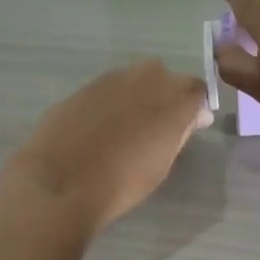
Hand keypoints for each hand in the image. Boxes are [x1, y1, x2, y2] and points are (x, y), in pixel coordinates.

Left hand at [2, 59, 212, 232]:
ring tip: (127, 126)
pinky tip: (99, 127)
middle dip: (167, 94)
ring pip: (135, 78)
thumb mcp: (162, 163)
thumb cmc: (121, 183)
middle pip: (166, 77)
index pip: (197, 90)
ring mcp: (111, 80)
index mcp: (172, 101)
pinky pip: (107, 89)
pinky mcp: (83, 87)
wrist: (61, 182)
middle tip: (157, 125)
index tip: (190, 125)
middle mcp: (145, 80)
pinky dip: (110, 102)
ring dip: (138, 95)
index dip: (195, 106)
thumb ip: (181, 132)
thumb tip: (196, 115)